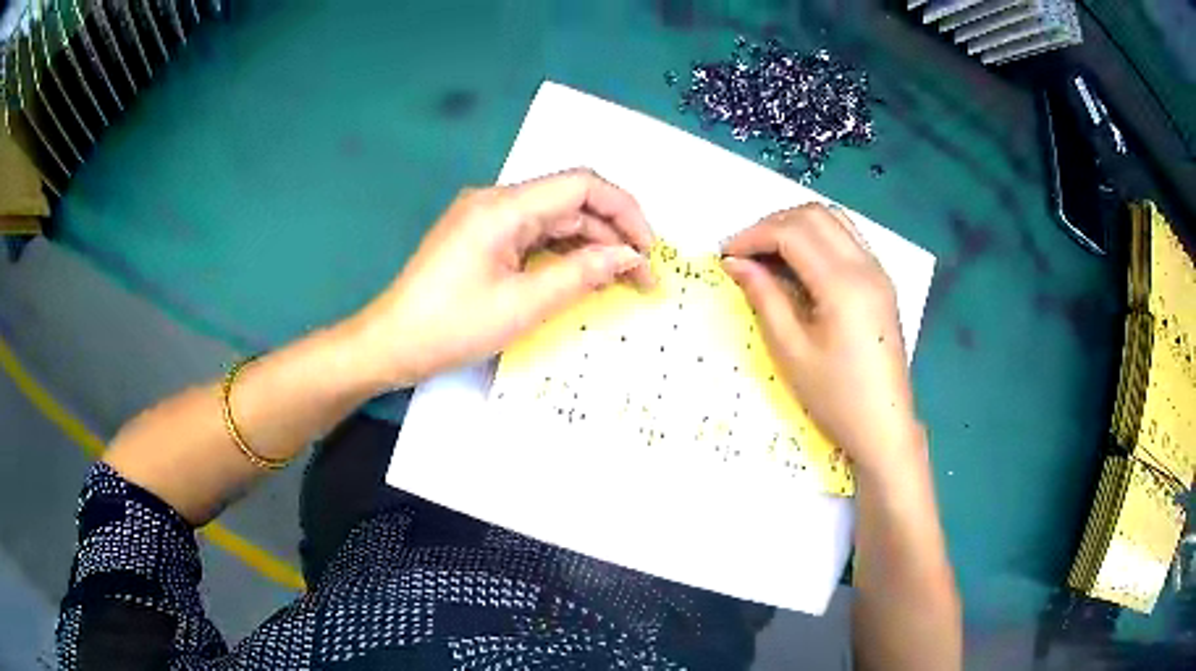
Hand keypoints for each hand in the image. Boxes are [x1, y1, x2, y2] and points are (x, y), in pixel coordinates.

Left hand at [350, 168, 654, 388]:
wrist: (390, 344)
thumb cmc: (451, 327)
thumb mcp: (523, 305)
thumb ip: (582, 275)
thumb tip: (629, 257)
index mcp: (505, 207)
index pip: (582, 185)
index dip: (625, 210)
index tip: (648, 249)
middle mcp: (497, 201)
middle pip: (571, 203)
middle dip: (612, 235)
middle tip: (642, 277)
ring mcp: (487, 218)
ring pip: (554, 220)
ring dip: (590, 246)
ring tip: (620, 281)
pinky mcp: (482, 238)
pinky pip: (533, 236)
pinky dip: (562, 254)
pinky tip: (582, 277)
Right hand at [721, 204, 921, 477]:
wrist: (884, 425)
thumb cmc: (835, 397)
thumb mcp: (791, 350)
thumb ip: (764, 297)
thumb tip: (736, 263)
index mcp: (843, 284)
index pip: (792, 233)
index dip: (753, 236)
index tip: (725, 254)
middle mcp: (865, 265)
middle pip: (814, 215)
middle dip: (773, 224)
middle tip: (745, 252)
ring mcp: (879, 271)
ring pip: (834, 219)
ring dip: (797, 225)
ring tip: (769, 253)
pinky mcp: (882, 282)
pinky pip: (848, 238)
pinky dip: (818, 237)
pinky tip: (801, 263)